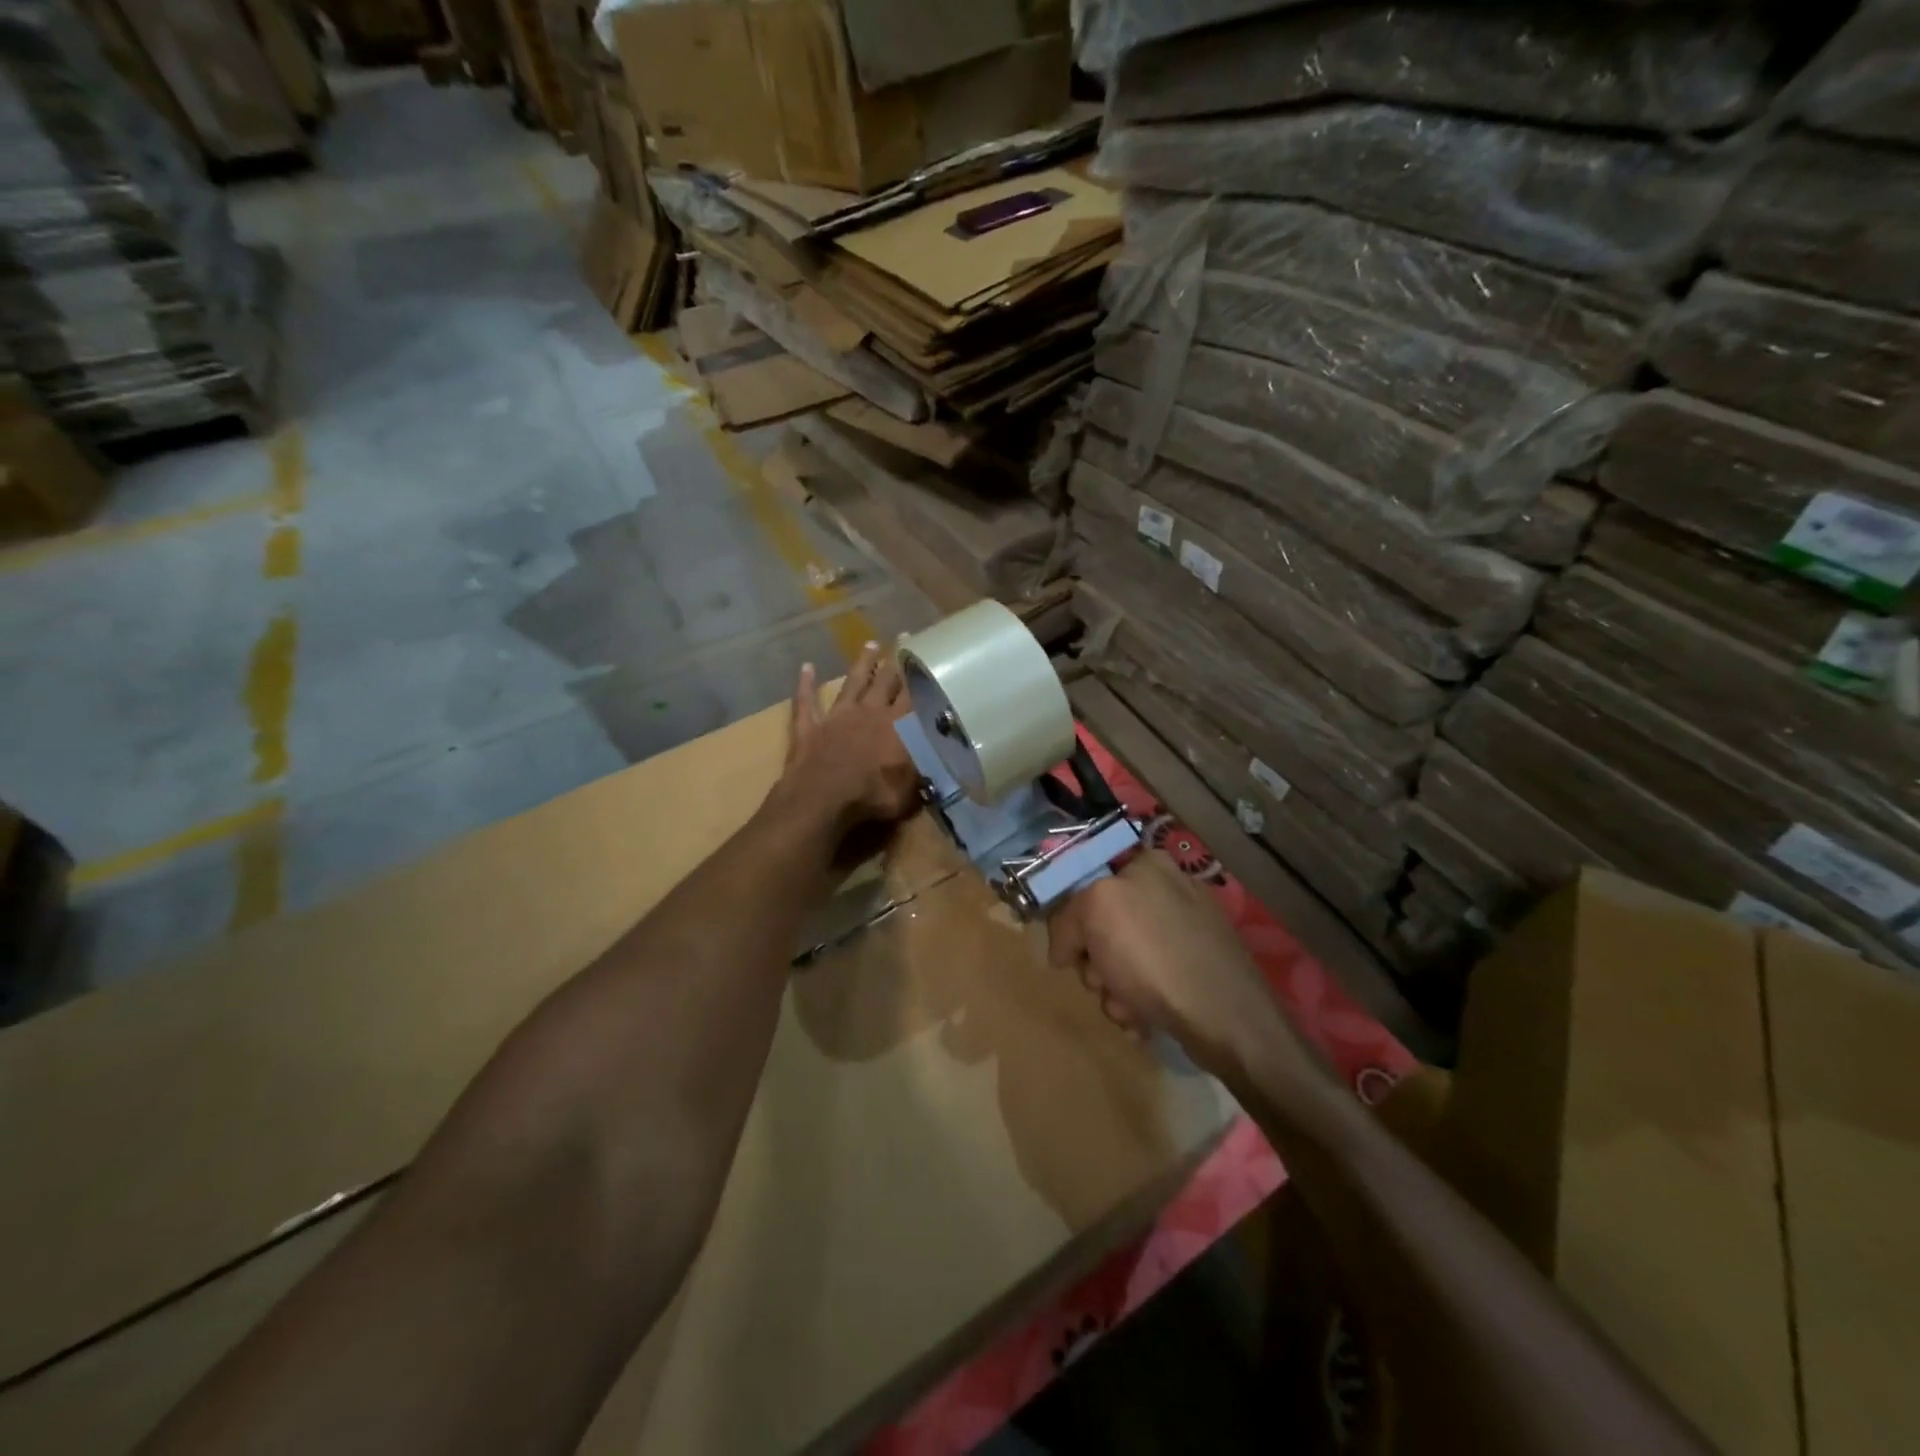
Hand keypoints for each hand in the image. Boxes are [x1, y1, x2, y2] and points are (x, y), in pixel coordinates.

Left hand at [778, 642, 919, 835]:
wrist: (822, 798)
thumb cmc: (871, 797)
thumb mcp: (909, 793)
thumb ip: (923, 776)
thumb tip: (939, 767)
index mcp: (897, 727)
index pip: (912, 694)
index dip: (920, 674)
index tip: (926, 655)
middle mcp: (869, 713)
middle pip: (884, 681)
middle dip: (894, 661)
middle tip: (902, 638)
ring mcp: (837, 717)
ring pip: (852, 683)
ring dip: (861, 665)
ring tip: (870, 646)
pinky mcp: (809, 727)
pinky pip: (806, 701)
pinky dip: (805, 684)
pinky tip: (806, 667)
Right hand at [1047, 849, 1287, 1071]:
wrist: (1223, 1016)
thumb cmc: (1152, 954)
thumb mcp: (1094, 912)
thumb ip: (1067, 919)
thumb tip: (1066, 951)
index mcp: (1147, 864)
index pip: (1088, 884)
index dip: (1075, 923)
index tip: (1072, 955)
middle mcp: (1169, 891)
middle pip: (1102, 927)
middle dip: (1096, 965)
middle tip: (1103, 983)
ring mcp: (1186, 931)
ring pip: (1122, 960)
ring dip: (1114, 992)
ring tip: (1128, 1010)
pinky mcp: (1198, 969)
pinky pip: (1150, 982)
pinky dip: (1139, 1004)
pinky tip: (1145, 1021)